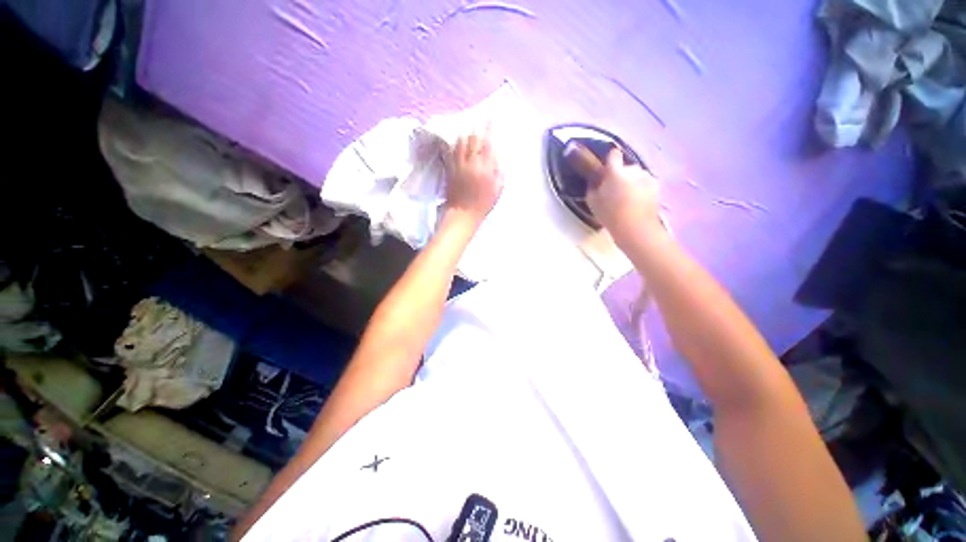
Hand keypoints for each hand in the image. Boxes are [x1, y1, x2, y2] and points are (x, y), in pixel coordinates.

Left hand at [445, 131, 502, 225]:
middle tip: (479, 123)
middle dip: (477, 129)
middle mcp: (472, 163)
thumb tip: (498, 160)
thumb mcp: (497, 191)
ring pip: (460, 143)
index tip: (490, 119)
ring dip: (465, 135)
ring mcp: (459, 165)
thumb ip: (499, 174)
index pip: (488, 144)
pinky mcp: (450, 169)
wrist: (463, 213)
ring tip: (467, 131)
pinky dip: (455, 145)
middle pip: (473, 140)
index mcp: (485, 169)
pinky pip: (451, 152)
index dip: (489, 129)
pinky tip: (456, 143)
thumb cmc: (483, 205)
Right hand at [587, 147, 661, 241]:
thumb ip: (593, 187)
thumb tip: (595, 182)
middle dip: (620, 175)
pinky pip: (645, 183)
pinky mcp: (656, 186)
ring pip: (636, 175)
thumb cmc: (610, 214)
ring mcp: (647, 177)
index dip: (610, 160)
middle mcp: (633, 169)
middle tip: (614, 190)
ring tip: (626, 198)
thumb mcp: (592, 202)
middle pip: (625, 167)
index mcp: (615, 171)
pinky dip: (641, 189)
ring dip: (632, 182)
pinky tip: (636, 202)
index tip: (606, 170)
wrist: (635, 227)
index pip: (613, 155)